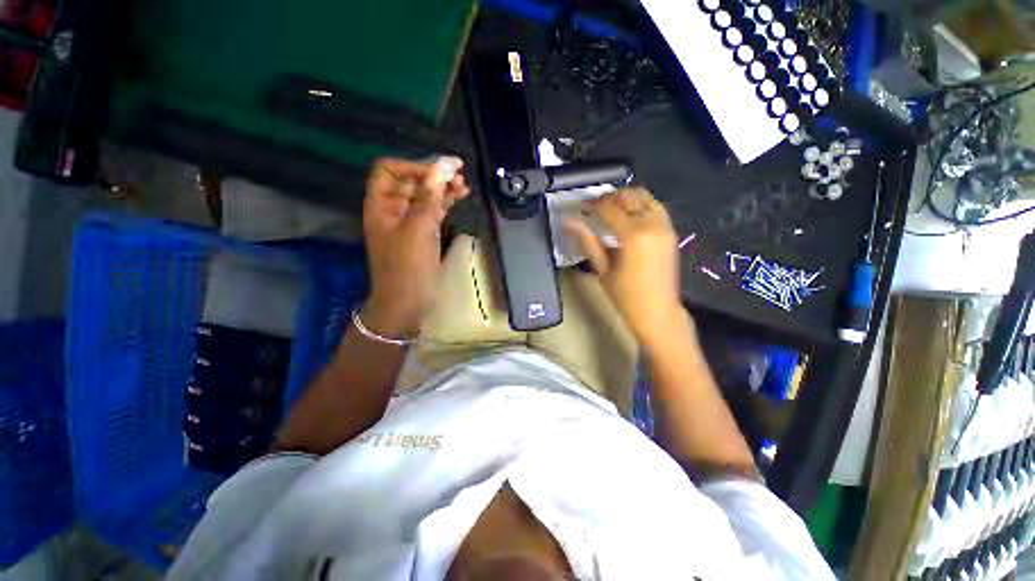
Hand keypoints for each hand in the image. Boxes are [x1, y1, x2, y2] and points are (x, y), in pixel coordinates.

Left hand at [362, 157, 469, 337]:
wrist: (406, 304)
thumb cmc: (407, 269)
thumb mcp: (418, 231)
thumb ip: (430, 198)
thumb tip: (442, 166)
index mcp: (381, 205)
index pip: (389, 170)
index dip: (412, 166)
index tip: (437, 172)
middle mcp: (393, 210)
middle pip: (410, 182)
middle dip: (432, 174)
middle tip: (458, 171)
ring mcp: (409, 223)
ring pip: (425, 197)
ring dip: (442, 188)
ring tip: (463, 183)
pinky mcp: (423, 235)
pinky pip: (433, 212)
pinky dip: (446, 203)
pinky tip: (460, 196)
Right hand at [565, 187, 685, 344]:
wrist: (659, 312)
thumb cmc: (626, 296)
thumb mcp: (603, 270)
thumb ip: (588, 242)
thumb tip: (570, 223)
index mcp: (634, 235)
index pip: (610, 209)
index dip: (593, 205)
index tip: (581, 207)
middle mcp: (653, 225)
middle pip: (630, 197)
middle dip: (610, 198)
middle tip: (595, 207)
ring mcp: (665, 227)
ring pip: (646, 198)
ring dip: (626, 199)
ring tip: (611, 210)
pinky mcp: (670, 232)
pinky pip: (655, 208)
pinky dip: (640, 206)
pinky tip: (628, 217)